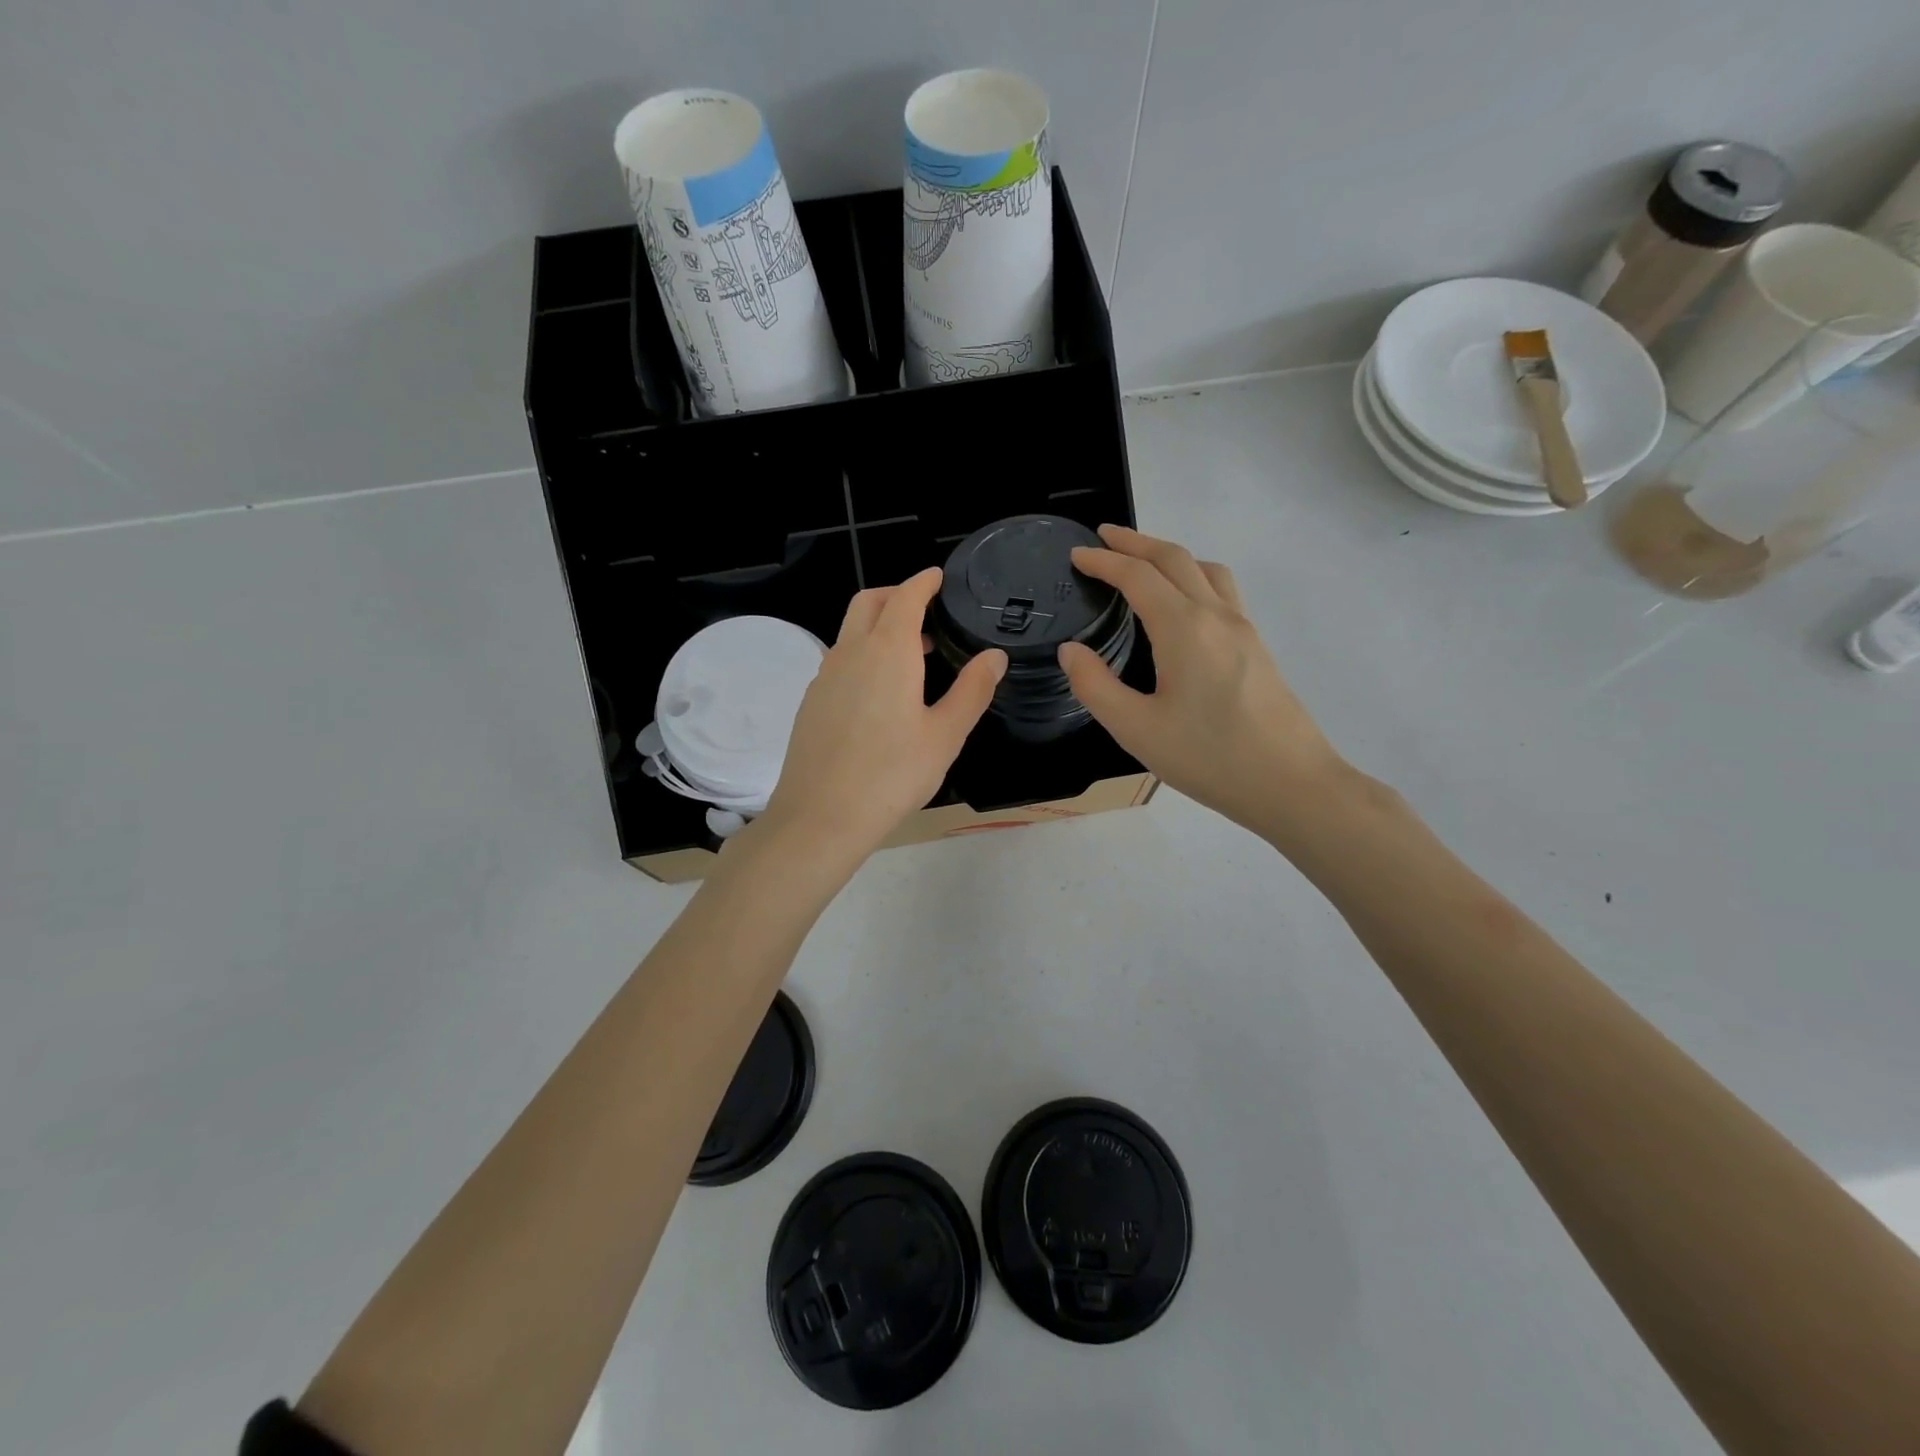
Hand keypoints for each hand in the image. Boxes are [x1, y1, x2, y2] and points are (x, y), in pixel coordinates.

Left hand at [760, 567, 1005, 864]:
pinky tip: (880, 693)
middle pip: (868, 602)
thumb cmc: (892, 774)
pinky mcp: (811, 701)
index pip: (905, 597)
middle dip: (896, 595)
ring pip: (850, 632)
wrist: (821, 816)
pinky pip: (839, 660)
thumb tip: (994, 655)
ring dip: (878, 627)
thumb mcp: (945, 735)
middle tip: (925, 612)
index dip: (923, 582)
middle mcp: (850, 653)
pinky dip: (862, 655)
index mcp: (887, 652)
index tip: (938, 577)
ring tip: (912, 656)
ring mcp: (824, 676)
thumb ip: (972, 690)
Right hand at [1058, 525, 1352, 841]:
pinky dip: (1194, 575)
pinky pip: (1222, 589)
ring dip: (1169, 554)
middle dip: (1136, 542)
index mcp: (1183, 628)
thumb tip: (1072, 651)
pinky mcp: (1257, 646)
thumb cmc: (1209, 758)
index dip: (1104, 561)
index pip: (1137, 576)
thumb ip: (1095, 686)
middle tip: (1104, 538)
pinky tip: (1184, 603)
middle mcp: (1216, 615)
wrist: (1291, 783)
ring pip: (1205, 568)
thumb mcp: (1136, 729)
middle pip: (1174, 557)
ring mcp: (1243, 628)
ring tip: (1143, 562)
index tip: (1077, 555)